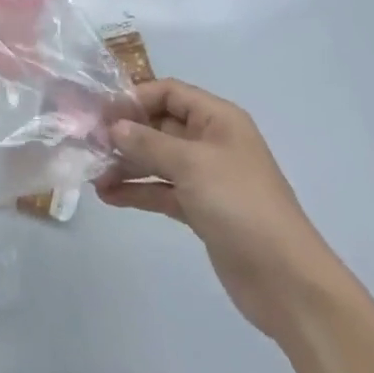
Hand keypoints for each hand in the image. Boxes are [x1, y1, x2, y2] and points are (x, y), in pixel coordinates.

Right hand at [97, 78, 347, 345]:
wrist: (285, 280)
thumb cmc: (240, 205)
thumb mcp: (192, 164)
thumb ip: (149, 143)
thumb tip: (114, 126)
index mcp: (218, 119)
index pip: (169, 93)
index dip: (135, 98)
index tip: (101, 114)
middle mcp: (211, 141)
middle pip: (160, 125)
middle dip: (126, 133)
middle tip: (88, 143)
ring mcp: (206, 178)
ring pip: (158, 160)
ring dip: (127, 164)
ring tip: (93, 174)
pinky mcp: (201, 210)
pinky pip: (162, 190)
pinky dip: (138, 191)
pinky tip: (109, 196)